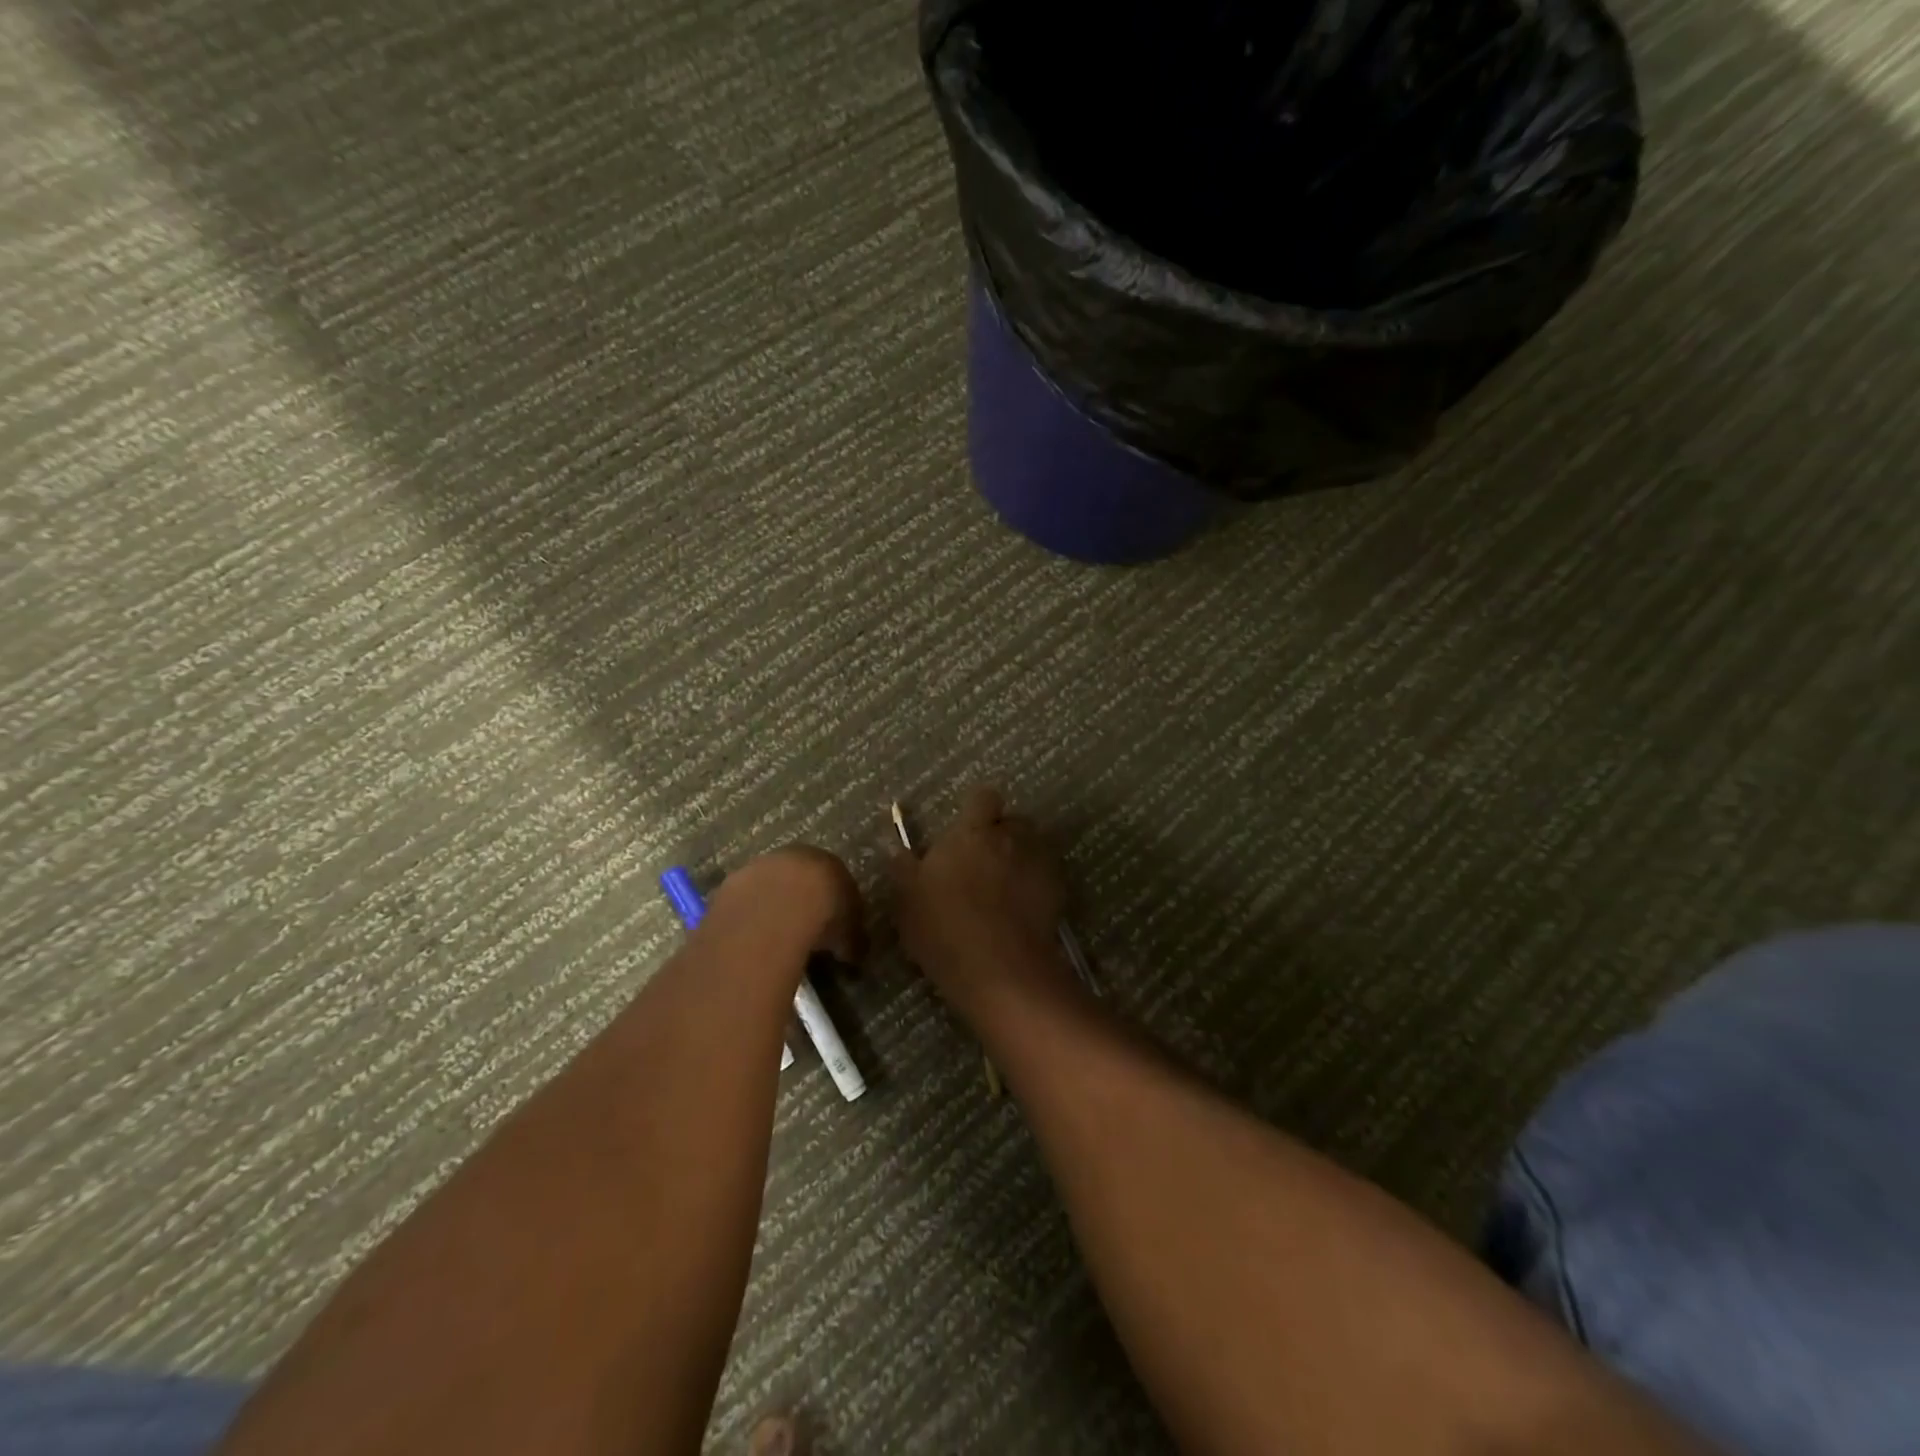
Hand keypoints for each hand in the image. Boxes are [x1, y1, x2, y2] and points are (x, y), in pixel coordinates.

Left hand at [708, 845, 864, 966]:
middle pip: (800, 879)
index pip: (836, 880)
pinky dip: (750, 917)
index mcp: (830, 864)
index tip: (835, 927)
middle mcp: (795, 856)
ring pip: (769, 886)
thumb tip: (854, 954)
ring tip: (776, 938)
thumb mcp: (850, 936)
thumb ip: (852, 942)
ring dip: (773, 907)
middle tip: (805, 931)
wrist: (776, 908)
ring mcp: (760, 866)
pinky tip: (752, 939)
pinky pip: (745, 902)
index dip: (835, 905)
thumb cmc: (824, 916)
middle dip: (802, 902)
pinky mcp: (732, 882)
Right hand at [890, 787, 1067, 1001]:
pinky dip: (1037, 885)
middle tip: (982, 864)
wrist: (1000, 969)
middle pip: (1012, 822)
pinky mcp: (1058, 890)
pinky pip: (1046, 876)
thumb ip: (903, 868)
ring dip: (1021, 858)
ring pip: (1032, 847)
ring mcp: (1038, 862)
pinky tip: (1023, 910)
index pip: (983, 798)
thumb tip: (896, 848)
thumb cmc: (945, 929)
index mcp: (972, 832)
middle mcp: (1010, 837)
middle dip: (1001, 836)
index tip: (967, 831)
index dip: (978, 810)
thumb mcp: (907, 901)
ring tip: (1005, 888)